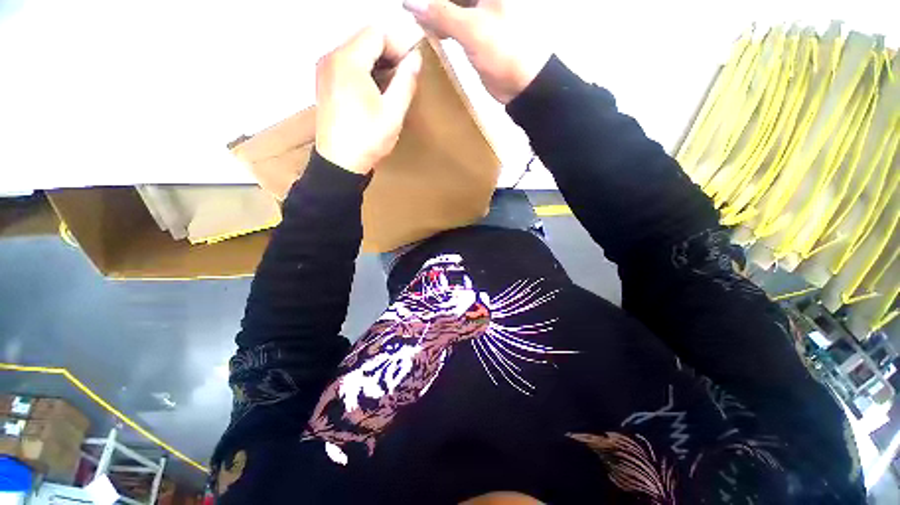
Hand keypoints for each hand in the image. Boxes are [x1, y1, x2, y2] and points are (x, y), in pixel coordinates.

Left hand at [315, 26, 422, 174]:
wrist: (340, 163)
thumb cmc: (366, 140)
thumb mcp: (393, 112)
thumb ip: (406, 81)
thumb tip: (415, 59)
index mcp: (348, 61)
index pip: (376, 33)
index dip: (398, 46)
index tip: (410, 67)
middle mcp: (331, 58)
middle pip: (364, 39)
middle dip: (387, 53)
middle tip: (403, 77)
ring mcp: (325, 70)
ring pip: (355, 51)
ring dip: (376, 63)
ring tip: (390, 87)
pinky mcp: (324, 82)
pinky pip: (346, 64)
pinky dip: (363, 71)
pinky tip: (373, 92)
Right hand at [403, 0, 549, 103]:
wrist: (523, 84)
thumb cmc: (505, 51)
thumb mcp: (472, 30)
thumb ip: (441, 13)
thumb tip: (409, 1)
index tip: (412, 4)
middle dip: (431, 3)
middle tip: (411, 9)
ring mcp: (480, 11)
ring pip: (452, 5)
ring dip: (434, 11)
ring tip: (415, 17)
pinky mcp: (476, 31)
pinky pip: (454, 20)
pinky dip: (441, 23)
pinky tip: (429, 29)